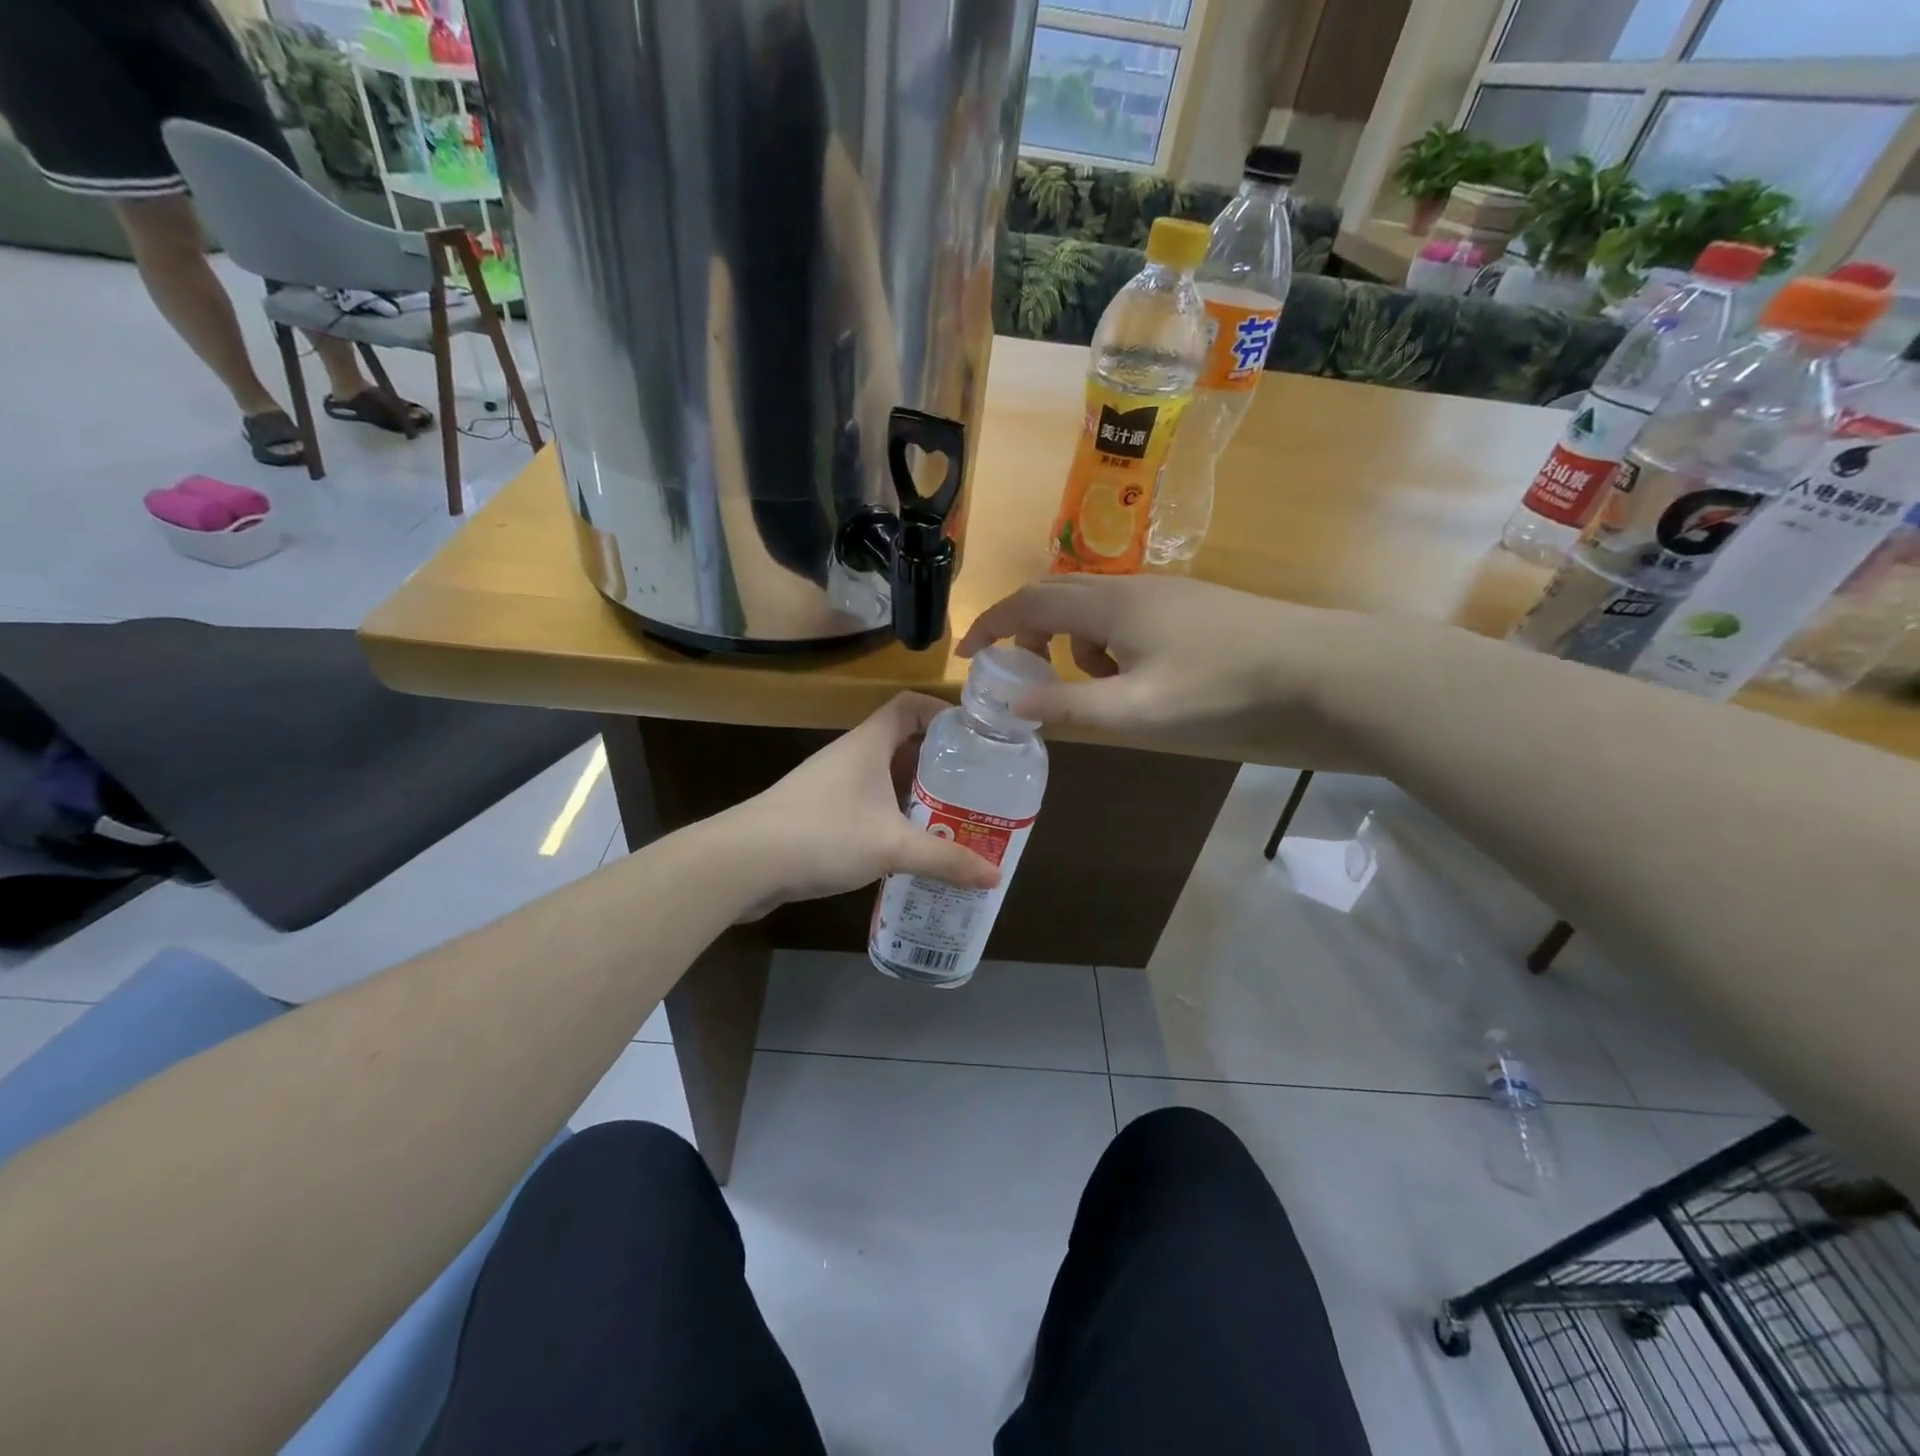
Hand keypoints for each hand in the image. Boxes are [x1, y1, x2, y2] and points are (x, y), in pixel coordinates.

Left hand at [726, 693, 1000, 917]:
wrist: (741, 863)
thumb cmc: (821, 835)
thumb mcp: (891, 847)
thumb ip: (944, 859)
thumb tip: (995, 875)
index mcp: (867, 744)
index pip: (909, 706)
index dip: (941, 712)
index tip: (973, 737)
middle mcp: (849, 757)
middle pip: (900, 745)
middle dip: (937, 765)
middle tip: (973, 788)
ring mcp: (829, 786)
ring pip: (882, 780)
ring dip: (913, 796)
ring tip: (949, 820)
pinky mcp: (816, 815)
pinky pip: (864, 807)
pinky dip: (889, 819)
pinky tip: (906, 849)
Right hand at [957, 576, 1370, 763]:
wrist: (1320, 669)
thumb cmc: (1220, 689)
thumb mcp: (1135, 711)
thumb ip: (1069, 706)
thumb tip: (1013, 703)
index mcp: (1109, 604)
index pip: (1029, 602)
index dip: (991, 624)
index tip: (967, 653)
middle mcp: (1132, 587)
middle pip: (1059, 596)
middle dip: (1029, 631)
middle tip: (1022, 672)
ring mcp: (1167, 593)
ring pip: (1096, 608)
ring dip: (1076, 644)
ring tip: (1096, 687)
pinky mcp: (1194, 607)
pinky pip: (1129, 617)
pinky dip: (1112, 645)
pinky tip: (1141, 678)